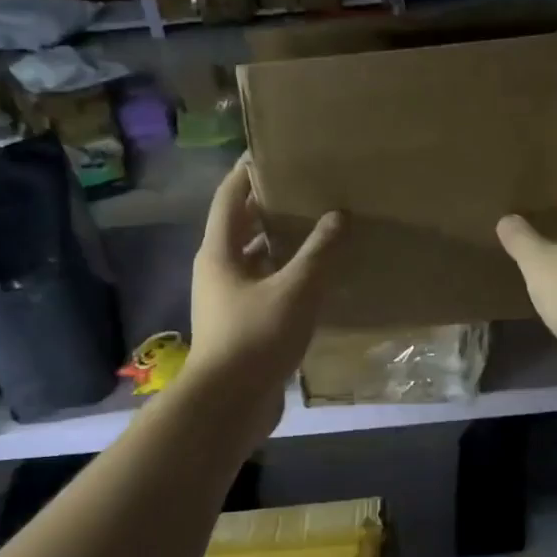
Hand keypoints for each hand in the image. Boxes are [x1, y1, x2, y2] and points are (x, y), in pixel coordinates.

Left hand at [185, 157, 342, 423]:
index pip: (229, 198)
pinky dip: (285, 277)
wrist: (229, 403)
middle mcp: (218, 271)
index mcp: (219, 252)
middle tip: (305, 190)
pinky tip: (315, 279)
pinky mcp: (241, 326)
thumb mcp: (295, 289)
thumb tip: (338, 216)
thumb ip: (319, 252)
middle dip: (269, 208)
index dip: (247, 173)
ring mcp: (227, 300)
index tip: (272, 152)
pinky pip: (265, 288)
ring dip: (280, 245)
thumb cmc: (256, 336)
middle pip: (241, 228)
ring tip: (317, 229)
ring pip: (255, 261)